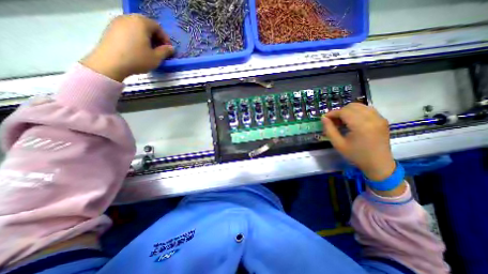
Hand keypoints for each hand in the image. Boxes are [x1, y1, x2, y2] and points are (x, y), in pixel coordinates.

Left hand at [79, 14, 171, 80]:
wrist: (110, 63)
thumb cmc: (137, 59)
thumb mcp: (156, 57)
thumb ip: (165, 51)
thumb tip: (171, 48)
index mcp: (141, 23)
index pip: (158, 27)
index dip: (165, 38)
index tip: (168, 50)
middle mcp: (129, 18)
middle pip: (147, 25)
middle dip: (156, 37)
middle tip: (160, 50)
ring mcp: (118, 22)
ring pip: (137, 28)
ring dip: (146, 38)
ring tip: (149, 50)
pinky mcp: (111, 28)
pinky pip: (128, 31)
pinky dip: (136, 38)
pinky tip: (138, 49)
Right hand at [323, 102, 395, 181]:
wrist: (378, 164)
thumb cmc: (356, 155)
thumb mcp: (338, 144)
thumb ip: (329, 129)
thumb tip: (323, 118)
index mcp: (361, 126)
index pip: (344, 111)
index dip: (332, 113)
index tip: (325, 118)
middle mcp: (372, 118)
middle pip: (352, 106)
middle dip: (340, 112)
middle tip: (334, 121)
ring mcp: (379, 118)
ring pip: (360, 106)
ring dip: (348, 111)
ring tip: (342, 121)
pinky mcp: (382, 120)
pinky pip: (367, 109)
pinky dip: (357, 112)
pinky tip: (353, 121)